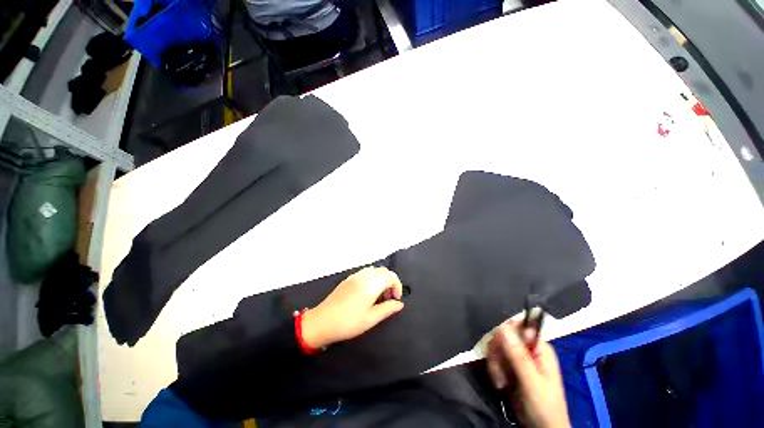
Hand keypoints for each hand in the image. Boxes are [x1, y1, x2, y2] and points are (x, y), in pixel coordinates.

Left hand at [301, 266, 404, 348]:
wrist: (322, 322)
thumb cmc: (348, 322)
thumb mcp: (371, 319)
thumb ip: (388, 309)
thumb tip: (399, 304)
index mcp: (371, 284)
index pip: (391, 276)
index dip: (397, 286)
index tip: (396, 299)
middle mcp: (364, 276)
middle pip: (384, 271)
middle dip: (390, 282)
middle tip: (389, 298)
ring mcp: (355, 276)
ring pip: (374, 270)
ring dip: (381, 279)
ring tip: (379, 295)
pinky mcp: (348, 279)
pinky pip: (365, 272)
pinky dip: (372, 278)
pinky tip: (368, 292)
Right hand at [486, 321, 569, 427]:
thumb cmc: (543, 406)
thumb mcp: (531, 381)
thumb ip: (518, 355)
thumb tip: (503, 327)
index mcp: (538, 346)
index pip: (516, 326)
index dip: (504, 335)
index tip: (500, 349)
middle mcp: (527, 347)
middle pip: (502, 336)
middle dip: (498, 354)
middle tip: (501, 372)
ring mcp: (517, 357)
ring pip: (495, 347)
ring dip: (495, 365)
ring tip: (502, 382)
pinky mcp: (509, 366)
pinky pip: (494, 358)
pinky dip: (494, 370)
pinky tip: (500, 383)